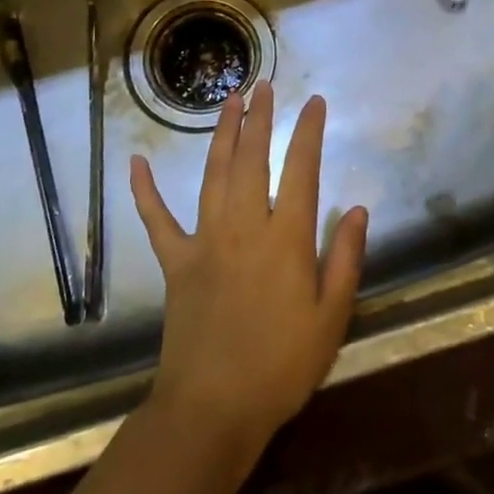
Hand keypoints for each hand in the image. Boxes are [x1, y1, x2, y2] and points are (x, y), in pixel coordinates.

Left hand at [129, 82, 369, 454]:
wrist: (214, 408)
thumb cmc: (282, 366)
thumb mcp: (332, 318)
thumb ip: (345, 258)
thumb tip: (356, 208)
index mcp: (286, 238)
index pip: (301, 170)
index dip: (308, 132)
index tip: (314, 102)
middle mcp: (244, 227)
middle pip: (252, 159)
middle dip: (260, 118)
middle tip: (263, 85)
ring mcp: (205, 241)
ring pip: (213, 174)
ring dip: (221, 135)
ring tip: (229, 101)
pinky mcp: (175, 263)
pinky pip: (156, 220)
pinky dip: (145, 191)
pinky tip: (136, 162)